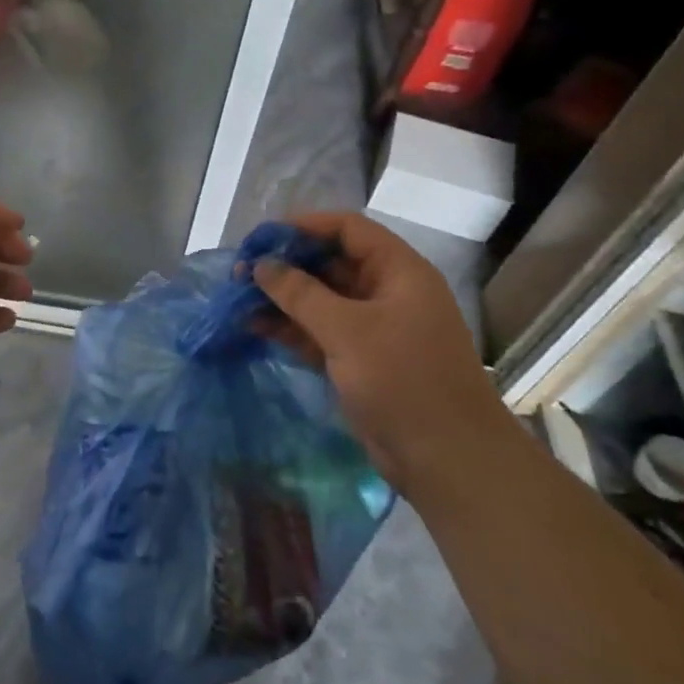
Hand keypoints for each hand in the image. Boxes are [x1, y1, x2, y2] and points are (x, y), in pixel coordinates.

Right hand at [253, 212, 502, 489]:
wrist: (445, 458)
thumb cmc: (403, 380)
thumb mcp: (348, 330)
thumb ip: (300, 293)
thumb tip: (261, 265)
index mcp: (398, 272)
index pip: (348, 229)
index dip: (305, 226)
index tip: (261, 237)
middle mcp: (386, 293)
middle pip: (331, 263)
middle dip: (286, 265)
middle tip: (240, 271)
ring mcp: (372, 328)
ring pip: (320, 300)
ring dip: (282, 298)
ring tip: (237, 298)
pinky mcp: (358, 360)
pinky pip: (318, 332)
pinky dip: (289, 328)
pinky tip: (252, 326)